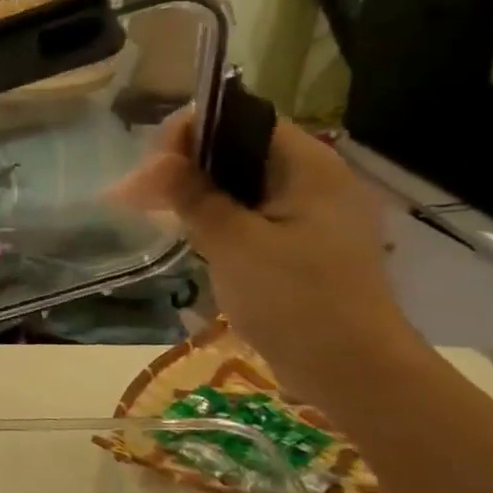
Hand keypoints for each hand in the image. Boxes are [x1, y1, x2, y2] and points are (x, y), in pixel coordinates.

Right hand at [110, 111, 423, 402]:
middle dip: (186, 165)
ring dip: (196, 193)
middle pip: (239, 151)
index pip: (244, 120)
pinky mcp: (301, 248)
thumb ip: (193, 196)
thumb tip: (155, 161)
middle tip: (140, 194)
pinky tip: (186, 235)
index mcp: (309, 166)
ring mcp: (309, 216)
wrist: (352, 372)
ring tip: (152, 212)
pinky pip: (251, 217)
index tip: (153, 164)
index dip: (193, 131)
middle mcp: (313, 181)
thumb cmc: (295, 299)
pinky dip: (216, 219)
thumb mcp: (234, 242)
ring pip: (241, 186)